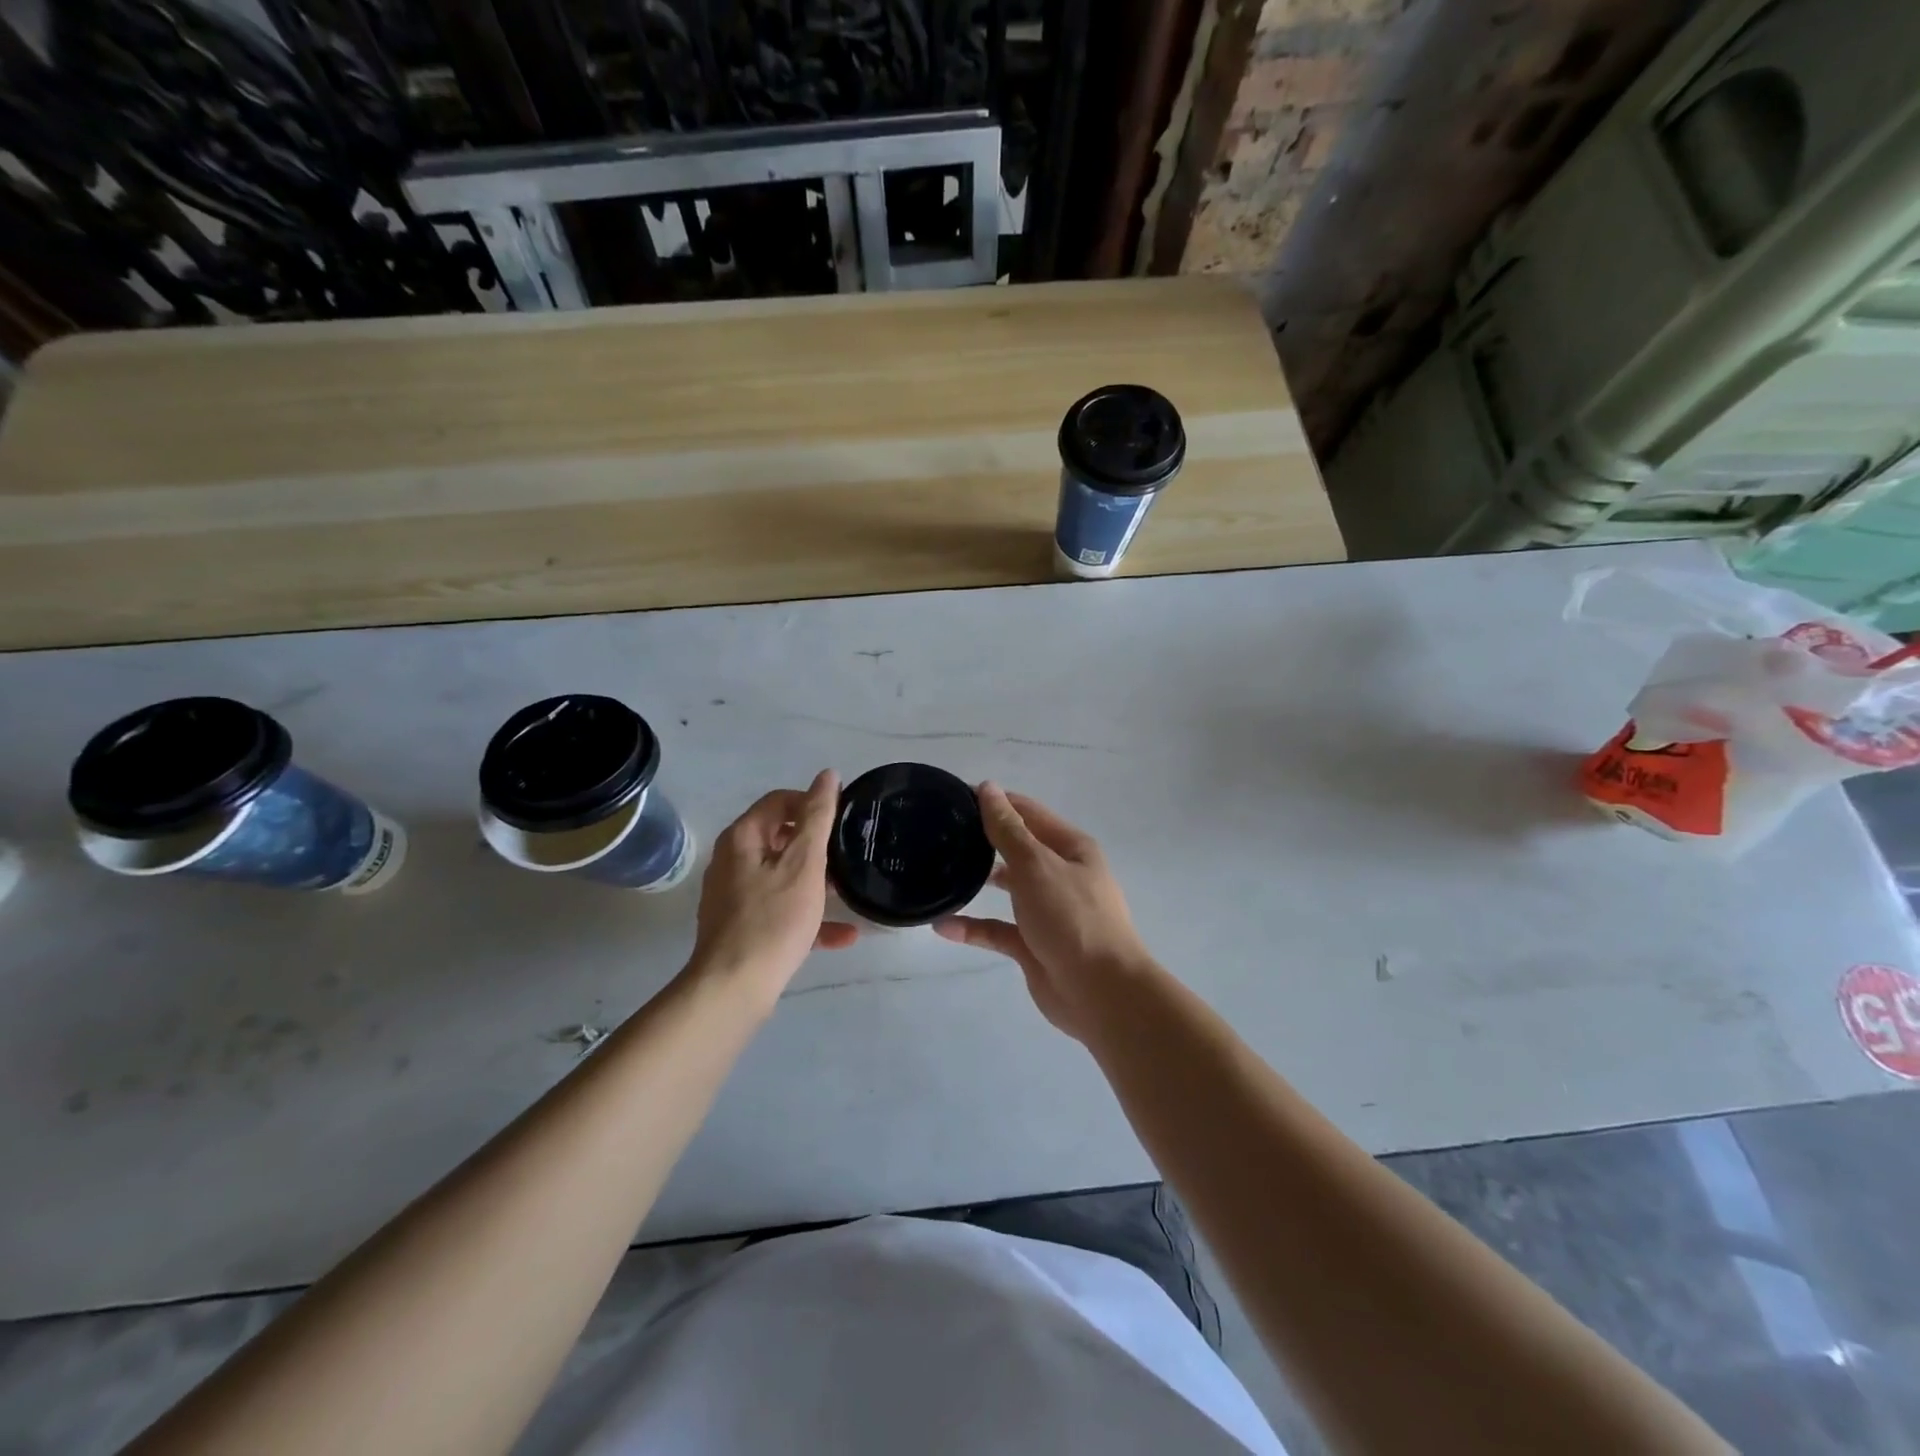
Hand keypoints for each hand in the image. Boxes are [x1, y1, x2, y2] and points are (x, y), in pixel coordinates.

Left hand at [690, 770, 856, 1001]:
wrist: (734, 987)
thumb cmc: (773, 919)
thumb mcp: (804, 863)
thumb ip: (818, 817)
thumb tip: (827, 775)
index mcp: (743, 839)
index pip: (779, 801)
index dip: (812, 802)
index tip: (843, 818)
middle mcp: (732, 861)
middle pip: (780, 838)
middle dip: (816, 844)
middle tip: (848, 853)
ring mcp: (734, 896)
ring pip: (782, 876)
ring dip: (816, 882)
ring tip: (847, 891)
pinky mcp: (742, 927)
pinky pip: (780, 910)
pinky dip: (808, 916)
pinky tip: (843, 935)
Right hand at [934, 783, 1154, 1039]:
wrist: (1101, 992)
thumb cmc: (1072, 918)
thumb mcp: (1037, 865)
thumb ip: (1008, 829)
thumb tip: (988, 788)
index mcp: (1071, 849)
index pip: (1029, 813)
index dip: (996, 802)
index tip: (955, 797)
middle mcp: (1060, 875)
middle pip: (1018, 849)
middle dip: (984, 840)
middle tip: (940, 833)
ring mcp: (1047, 912)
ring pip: (1008, 889)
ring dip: (978, 881)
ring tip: (939, 871)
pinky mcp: (1033, 945)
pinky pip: (998, 930)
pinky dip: (973, 928)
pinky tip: (943, 926)